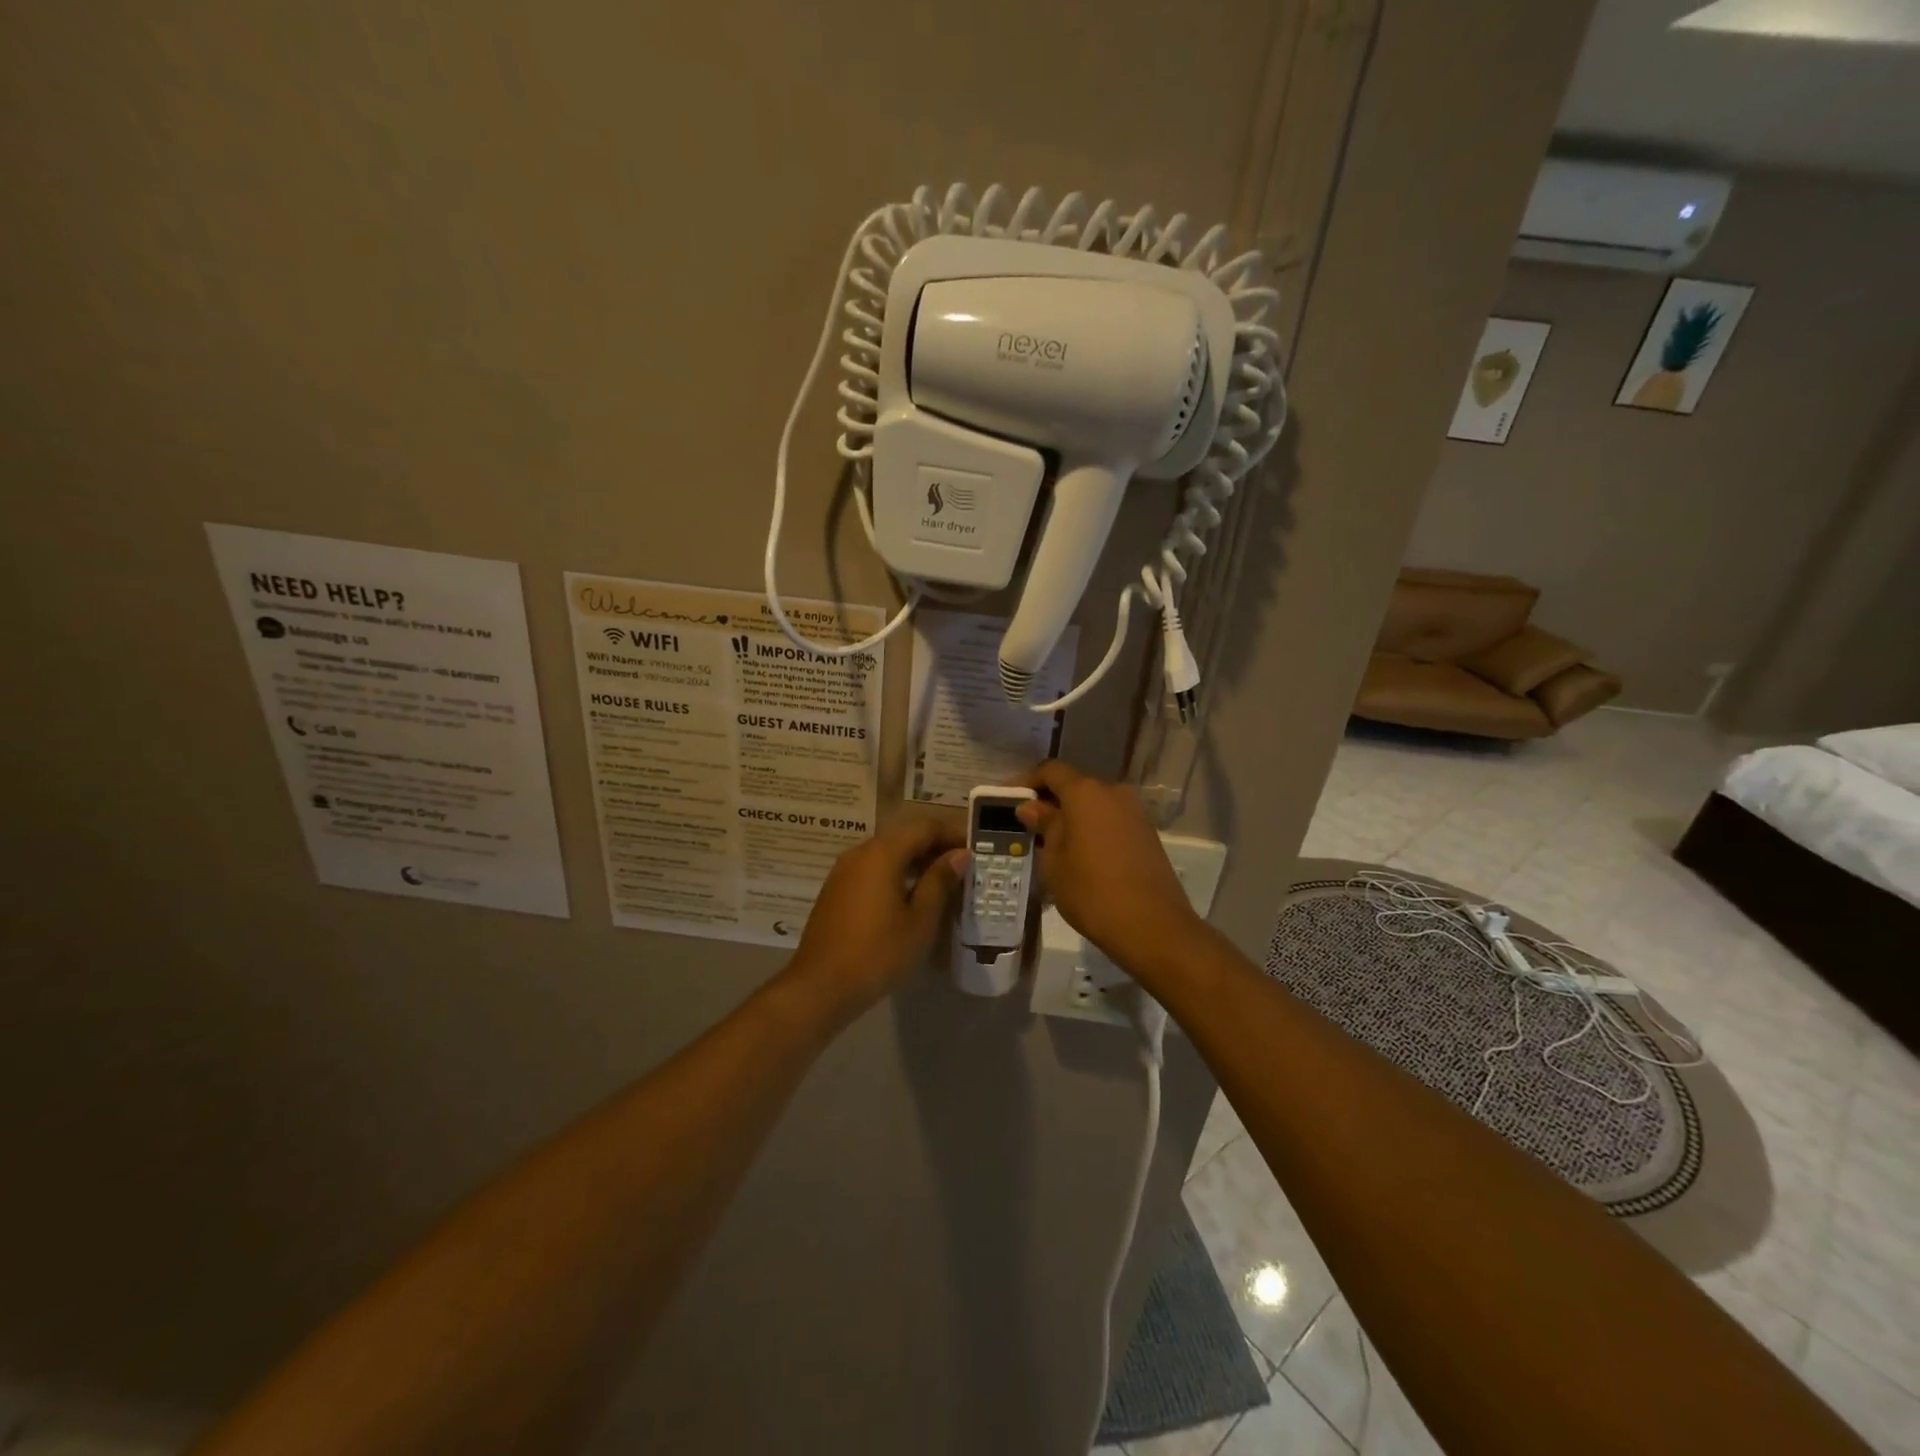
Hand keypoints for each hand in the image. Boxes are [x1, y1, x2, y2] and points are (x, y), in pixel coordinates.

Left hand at [783, 813, 966, 1021]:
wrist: (820, 987)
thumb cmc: (878, 953)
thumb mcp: (919, 920)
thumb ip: (940, 881)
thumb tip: (959, 855)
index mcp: (882, 853)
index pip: (924, 827)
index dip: (952, 833)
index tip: (977, 848)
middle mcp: (860, 852)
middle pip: (904, 836)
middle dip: (935, 846)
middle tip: (963, 866)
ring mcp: (844, 871)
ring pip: (887, 852)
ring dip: (916, 860)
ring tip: (943, 882)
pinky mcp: (836, 890)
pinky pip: (872, 869)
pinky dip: (896, 873)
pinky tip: (911, 896)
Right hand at [1017, 761, 1201, 964]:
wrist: (1153, 927)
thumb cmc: (1092, 891)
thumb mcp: (1055, 861)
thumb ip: (1044, 826)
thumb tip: (1031, 806)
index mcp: (1086, 793)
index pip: (1051, 770)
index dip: (1027, 780)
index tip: (1008, 798)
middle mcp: (1113, 793)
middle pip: (1075, 785)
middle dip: (1050, 800)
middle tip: (1027, 824)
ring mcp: (1134, 812)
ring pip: (1094, 804)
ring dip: (1072, 816)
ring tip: (1050, 843)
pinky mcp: (1147, 834)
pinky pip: (1110, 820)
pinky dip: (1091, 828)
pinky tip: (1079, 854)